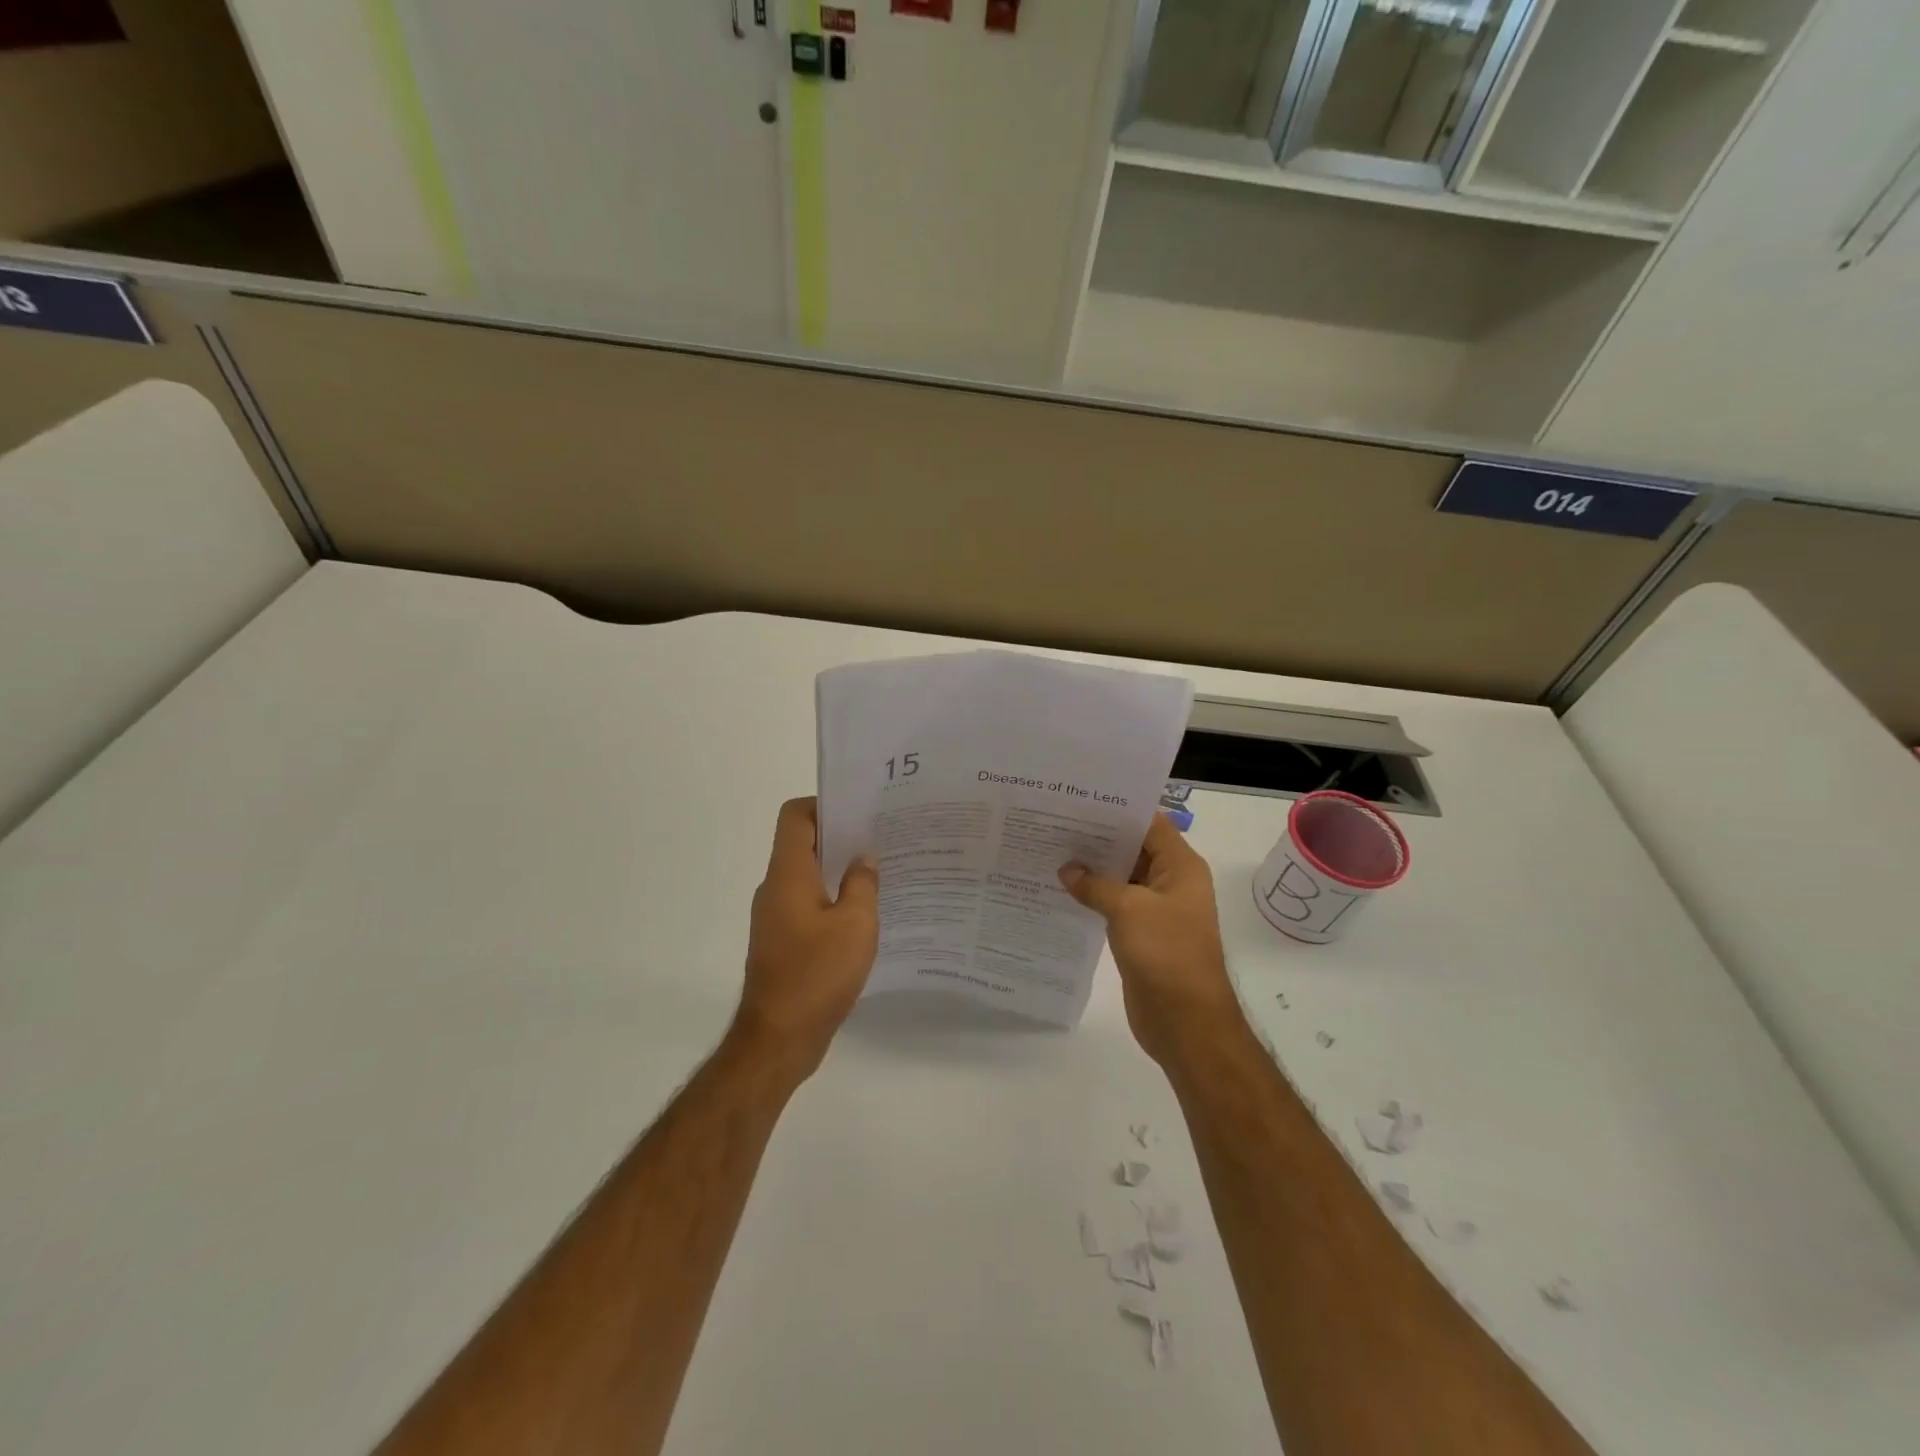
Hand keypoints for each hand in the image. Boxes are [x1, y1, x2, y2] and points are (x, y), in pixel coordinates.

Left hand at [735, 797, 879, 1078]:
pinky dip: (833, 901)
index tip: (860, 812)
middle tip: (882, 839)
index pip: (795, 816)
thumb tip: (863, 860)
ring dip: (839, 872)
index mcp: (788, 874)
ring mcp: (775, 917)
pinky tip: (865, 916)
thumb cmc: (817, 975)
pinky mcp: (782, 942)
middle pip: (803, 844)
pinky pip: (808, 905)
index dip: (824, 805)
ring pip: (808, 876)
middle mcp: (775, 888)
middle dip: (841, 837)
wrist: (779, 1039)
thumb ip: (862, 885)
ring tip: (881, 874)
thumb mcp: (855, 925)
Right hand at [1059, 813, 1243, 1067]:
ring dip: (1093, 869)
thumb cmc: (1165, 953)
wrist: (1186, 1021)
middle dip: (1098, 838)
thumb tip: (1067, 870)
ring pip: (1122, 878)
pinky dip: (1093, 897)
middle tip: (1055, 823)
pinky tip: (1062, 889)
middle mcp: (1171, 882)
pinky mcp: (1142, 934)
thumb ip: (1095, 884)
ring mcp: (1157, 910)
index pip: (1149, 823)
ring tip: (1052, 851)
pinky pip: (1115, 905)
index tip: (1079, 801)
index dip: (1118, 810)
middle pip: (1134, 849)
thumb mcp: (1128, 909)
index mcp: (1180, 867)